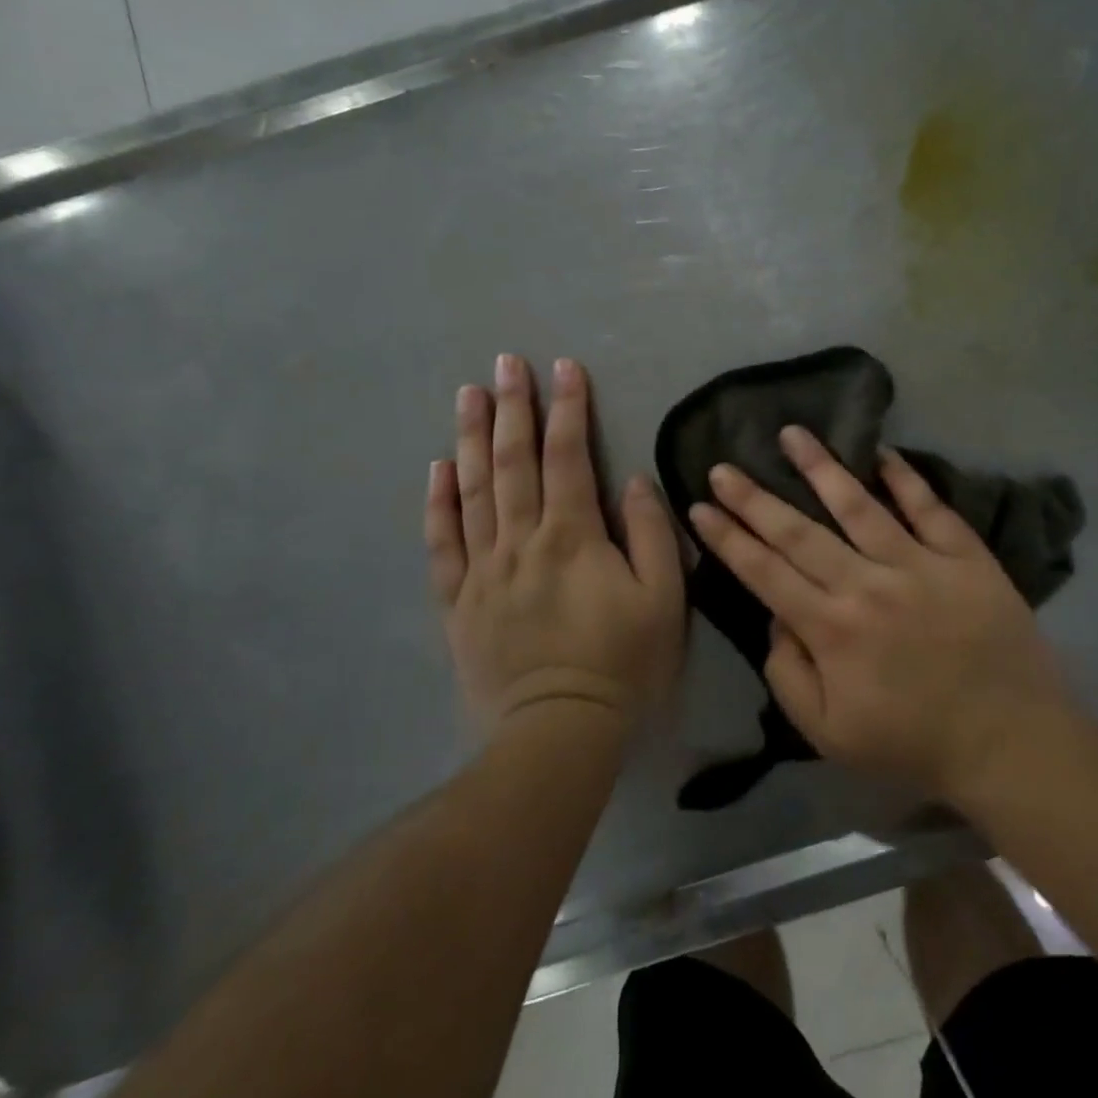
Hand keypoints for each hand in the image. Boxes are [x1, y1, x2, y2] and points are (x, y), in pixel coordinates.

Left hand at [427, 354, 685, 738]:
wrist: (558, 734)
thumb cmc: (622, 664)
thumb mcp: (662, 600)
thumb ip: (649, 534)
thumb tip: (632, 480)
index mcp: (572, 537)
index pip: (568, 457)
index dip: (568, 408)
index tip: (565, 368)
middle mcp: (520, 541)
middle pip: (512, 462)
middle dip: (512, 407)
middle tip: (506, 363)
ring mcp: (483, 570)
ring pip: (471, 492)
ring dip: (469, 439)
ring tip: (467, 394)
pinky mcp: (459, 602)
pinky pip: (443, 544)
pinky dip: (437, 503)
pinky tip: (435, 470)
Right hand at [686, 426, 1075, 805]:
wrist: (1010, 740)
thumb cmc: (913, 741)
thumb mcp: (829, 734)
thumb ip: (789, 675)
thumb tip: (777, 619)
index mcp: (831, 629)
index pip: (765, 572)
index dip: (728, 538)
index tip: (699, 507)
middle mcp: (867, 584)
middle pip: (799, 532)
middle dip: (754, 498)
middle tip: (723, 466)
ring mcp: (918, 563)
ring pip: (858, 505)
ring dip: (820, 467)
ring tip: (792, 433)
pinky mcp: (964, 555)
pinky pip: (929, 507)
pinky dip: (904, 477)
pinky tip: (881, 452)